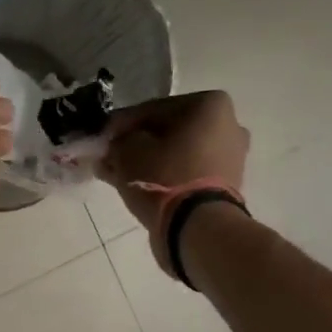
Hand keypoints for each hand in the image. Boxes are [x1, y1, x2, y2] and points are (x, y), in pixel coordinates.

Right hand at [98, 90, 251, 235]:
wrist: (197, 227)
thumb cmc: (164, 178)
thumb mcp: (128, 151)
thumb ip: (117, 142)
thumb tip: (113, 145)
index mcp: (210, 104)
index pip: (152, 109)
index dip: (120, 125)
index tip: (100, 138)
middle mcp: (228, 124)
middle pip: (167, 132)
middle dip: (136, 144)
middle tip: (109, 158)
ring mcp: (230, 157)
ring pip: (176, 154)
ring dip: (148, 162)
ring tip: (118, 175)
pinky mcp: (226, 185)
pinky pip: (186, 173)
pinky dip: (164, 177)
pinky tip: (138, 186)